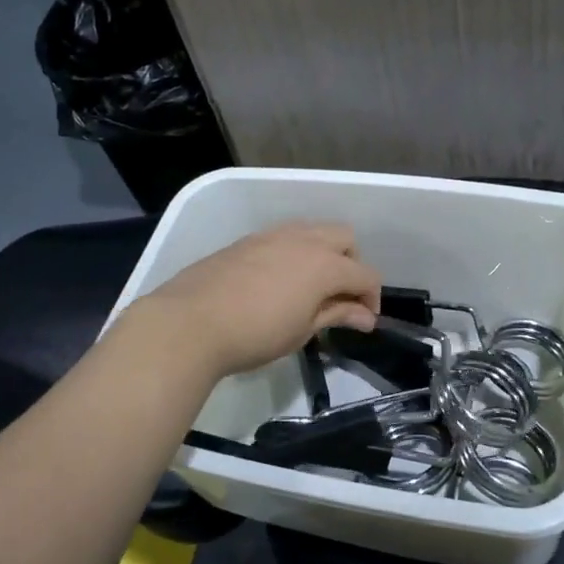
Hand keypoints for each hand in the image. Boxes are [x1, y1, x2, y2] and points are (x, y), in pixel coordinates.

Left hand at [134, 221, 381, 377]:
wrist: (191, 322)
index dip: (372, 298)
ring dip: (324, 253)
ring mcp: (273, 235)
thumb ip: (336, 314)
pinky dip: (296, 252)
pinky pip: (285, 236)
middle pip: (345, 238)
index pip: (365, 274)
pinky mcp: (248, 240)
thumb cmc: (255, 333)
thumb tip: (366, 316)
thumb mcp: (302, 330)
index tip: (364, 321)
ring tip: (310, 287)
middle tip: (339, 297)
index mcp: (324, 264)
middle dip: (352, 264)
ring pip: (314, 230)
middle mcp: (304, 240)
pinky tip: (280, 280)